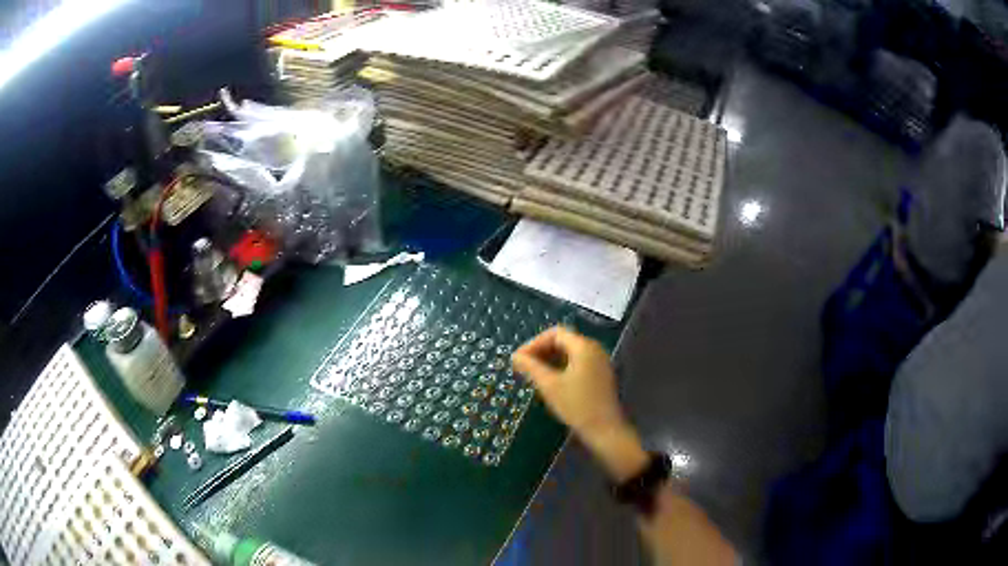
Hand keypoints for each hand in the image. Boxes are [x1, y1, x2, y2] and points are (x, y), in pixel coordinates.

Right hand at [512, 326, 647, 480]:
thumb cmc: (576, 405)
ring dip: (550, 360)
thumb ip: (531, 367)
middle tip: (524, 367)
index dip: (534, 343)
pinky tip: (552, 382)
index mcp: (583, 346)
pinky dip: (562, 367)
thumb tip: (515, 356)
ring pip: (570, 353)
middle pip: (563, 341)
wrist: (605, 430)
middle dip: (541, 351)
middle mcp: (594, 349)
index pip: (555, 333)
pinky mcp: (601, 375)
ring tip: (534, 375)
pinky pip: (578, 363)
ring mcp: (600, 362)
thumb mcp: (549, 386)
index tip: (520, 359)